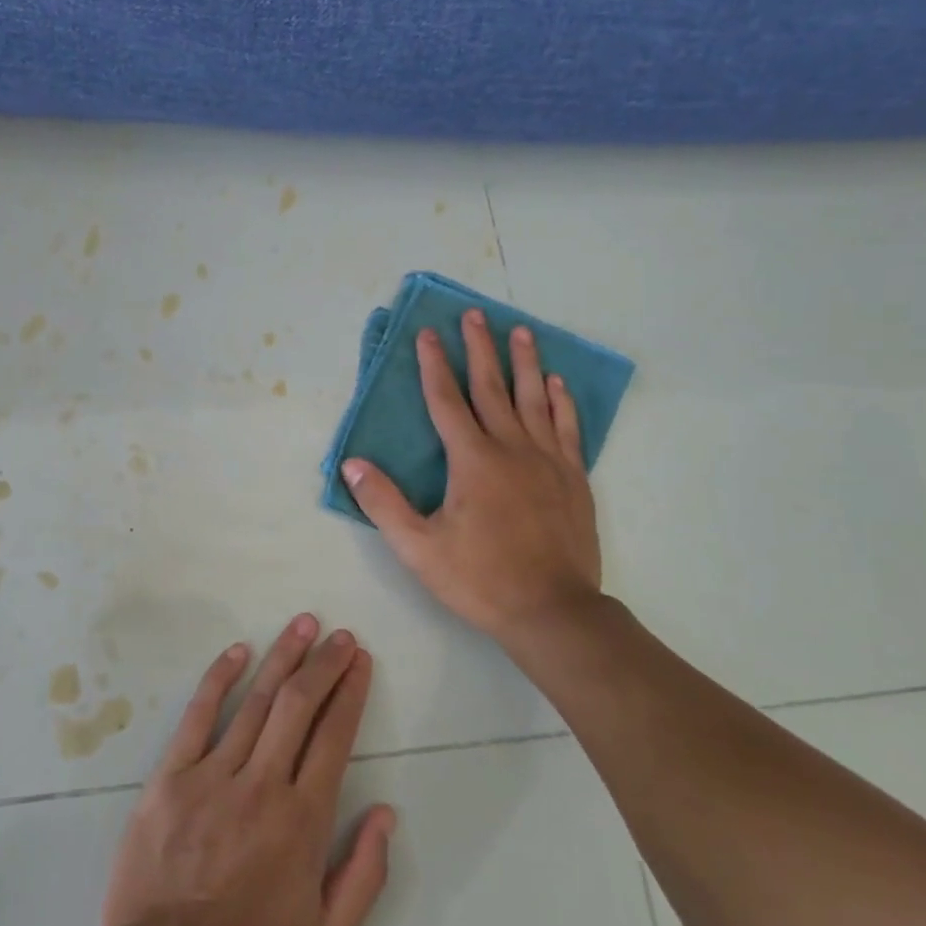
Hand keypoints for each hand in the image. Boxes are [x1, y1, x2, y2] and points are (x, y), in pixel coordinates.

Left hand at [98, 615, 395, 925]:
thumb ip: (365, 875)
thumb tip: (386, 812)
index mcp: (302, 822)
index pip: (334, 737)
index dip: (350, 692)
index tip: (360, 660)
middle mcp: (261, 786)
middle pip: (299, 706)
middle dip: (324, 664)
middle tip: (340, 635)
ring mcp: (212, 776)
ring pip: (255, 702)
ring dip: (282, 658)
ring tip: (303, 625)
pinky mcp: (170, 776)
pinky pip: (198, 716)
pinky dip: (219, 679)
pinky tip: (238, 651)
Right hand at [343, 310, 604, 642]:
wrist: (553, 611)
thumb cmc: (480, 579)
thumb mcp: (418, 548)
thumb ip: (383, 502)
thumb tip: (352, 463)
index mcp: (471, 460)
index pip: (446, 400)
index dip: (433, 365)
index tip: (427, 333)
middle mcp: (510, 448)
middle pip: (490, 387)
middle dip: (479, 348)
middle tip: (474, 315)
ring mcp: (547, 460)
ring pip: (533, 399)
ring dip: (524, 362)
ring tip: (520, 331)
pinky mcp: (573, 477)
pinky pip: (566, 427)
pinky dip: (561, 402)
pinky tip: (555, 383)